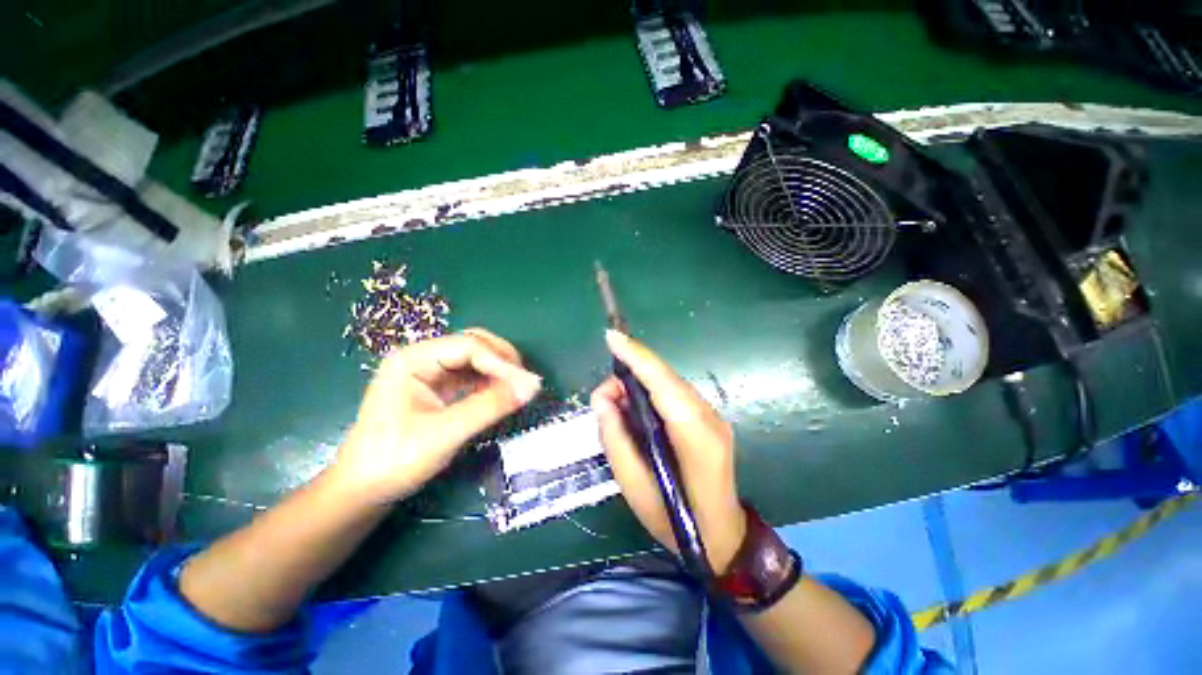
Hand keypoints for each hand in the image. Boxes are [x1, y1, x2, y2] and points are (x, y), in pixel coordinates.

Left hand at [335, 328, 541, 503]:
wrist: (362, 491)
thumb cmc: (394, 461)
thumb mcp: (445, 433)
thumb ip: (490, 406)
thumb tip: (533, 386)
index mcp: (412, 359)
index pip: (468, 346)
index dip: (501, 362)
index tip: (527, 384)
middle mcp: (422, 358)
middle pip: (474, 343)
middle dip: (502, 360)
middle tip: (525, 383)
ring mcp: (431, 372)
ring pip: (476, 357)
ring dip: (500, 370)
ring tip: (518, 389)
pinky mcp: (439, 387)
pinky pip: (473, 374)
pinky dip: (492, 382)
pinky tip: (503, 394)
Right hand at [591, 330, 745, 572]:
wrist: (723, 537)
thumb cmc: (676, 521)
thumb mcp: (634, 488)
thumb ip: (615, 438)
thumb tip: (603, 399)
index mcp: (695, 436)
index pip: (663, 384)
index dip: (637, 357)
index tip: (612, 338)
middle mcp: (709, 417)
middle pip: (666, 378)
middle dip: (632, 371)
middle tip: (605, 396)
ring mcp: (714, 416)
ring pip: (670, 383)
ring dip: (641, 383)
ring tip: (617, 406)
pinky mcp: (710, 418)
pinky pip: (675, 394)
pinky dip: (652, 393)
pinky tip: (637, 409)